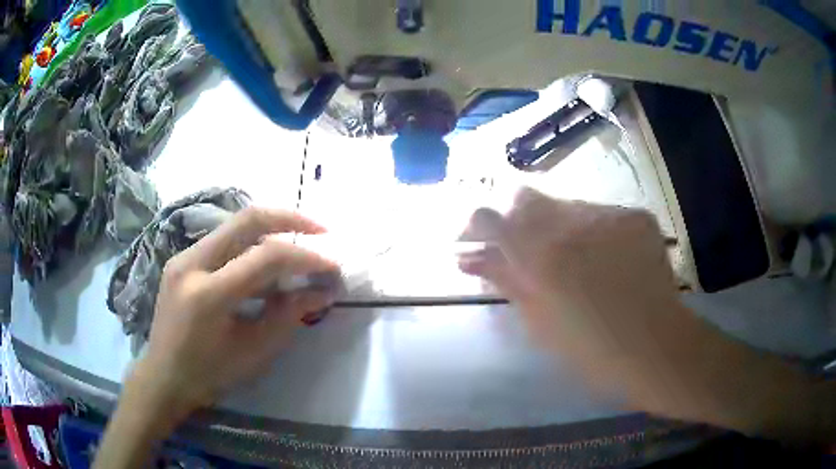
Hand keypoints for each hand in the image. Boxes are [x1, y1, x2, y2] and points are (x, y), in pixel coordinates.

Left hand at [131, 207, 337, 416]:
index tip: (332, 265)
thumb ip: (289, 316)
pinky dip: (250, 243)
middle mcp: (192, 263)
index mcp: (209, 295)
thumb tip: (323, 290)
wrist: (164, 376)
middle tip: (321, 231)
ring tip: (298, 245)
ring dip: (271, 229)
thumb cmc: (210, 374)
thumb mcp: (254, 352)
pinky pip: (222, 240)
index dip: (305, 257)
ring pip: (234, 225)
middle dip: (290, 218)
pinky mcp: (181, 259)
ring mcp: (183, 256)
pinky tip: (264, 261)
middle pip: (247, 219)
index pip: (265, 258)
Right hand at [459, 188, 690, 398]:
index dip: (475, 224)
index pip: (489, 216)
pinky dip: (592, 231)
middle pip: (525, 197)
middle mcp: (572, 223)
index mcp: (542, 256)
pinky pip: (600, 213)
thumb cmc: (591, 349)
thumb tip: (467, 257)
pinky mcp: (635, 215)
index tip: (473, 239)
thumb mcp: (539, 322)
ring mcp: (609, 214)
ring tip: (572, 259)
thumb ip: (504, 280)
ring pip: (566, 205)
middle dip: (514, 217)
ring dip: (556, 226)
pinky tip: (604, 258)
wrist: (656, 345)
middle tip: (521, 246)